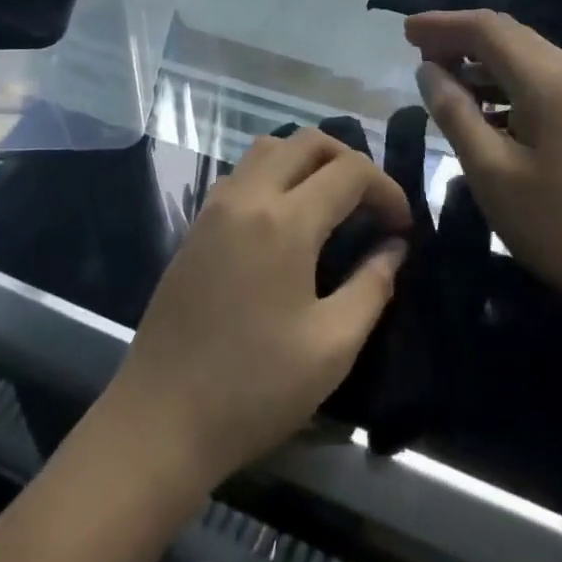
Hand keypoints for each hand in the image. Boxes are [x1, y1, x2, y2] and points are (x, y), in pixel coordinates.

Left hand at [102, 129, 410, 492]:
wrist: (160, 420)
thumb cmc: (254, 388)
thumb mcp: (332, 346)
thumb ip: (372, 286)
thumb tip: (394, 248)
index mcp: (285, 222)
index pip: (350, 171)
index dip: (386, 189)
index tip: (402, 226)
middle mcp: (247, 197)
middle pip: (307, 142)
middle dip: (350, 160)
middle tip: (371, 204)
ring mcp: (215, 209)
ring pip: (269, 149)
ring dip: (308, 160)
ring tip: (331, 203)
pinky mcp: (196, 227)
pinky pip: (242, 174)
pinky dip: (274, 175)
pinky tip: (285, 220)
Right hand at [407, 9, 561, 323]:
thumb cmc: (557, 224)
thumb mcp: (491, 172)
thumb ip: (455, 113)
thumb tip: (427, 70)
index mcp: (548, 79)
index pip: (487, 28)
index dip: (442, 24)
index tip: (404, 31)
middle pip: (507, 34)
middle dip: (458, 37)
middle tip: (416, 52)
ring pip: (523, 55)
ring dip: (479, 60)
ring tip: (440, 80)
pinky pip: (539, 78)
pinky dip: (503, 81)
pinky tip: (480, 107)